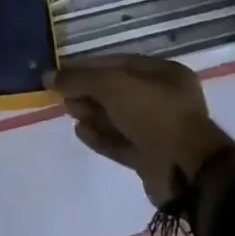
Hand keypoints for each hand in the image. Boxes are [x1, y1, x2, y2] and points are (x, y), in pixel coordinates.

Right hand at [50, 54, 234, 208]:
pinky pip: (121, 142)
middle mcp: (164, 99)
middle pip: (117, 90)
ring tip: (69, 111)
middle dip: (88, 91)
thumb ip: (79, 78)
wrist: (186, 172)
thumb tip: (47, 76)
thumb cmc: (154, 114)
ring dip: (92, 113)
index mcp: (164, 73)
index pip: (118, 63)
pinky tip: (80, 132)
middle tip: (62, 95)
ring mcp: (159, 130)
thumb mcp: (113, 86)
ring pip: (118, 117)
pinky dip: (100, 137)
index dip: (88, 66)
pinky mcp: (151, 157)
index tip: (61, 72)